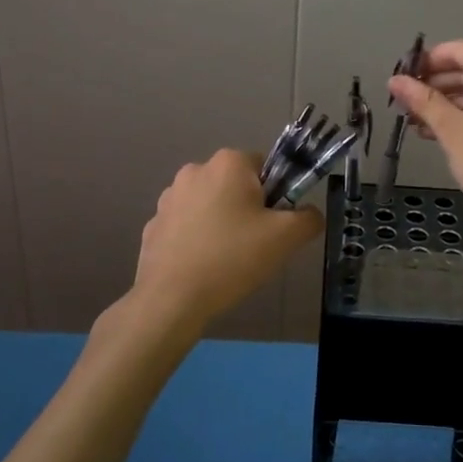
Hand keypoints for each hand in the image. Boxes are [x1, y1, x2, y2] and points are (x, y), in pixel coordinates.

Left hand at [130, 149, 322, 329]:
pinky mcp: (153, 224)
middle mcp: (195, 169)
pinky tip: (201, 267)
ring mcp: (169, 197)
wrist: (171, 298)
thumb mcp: (286, 238)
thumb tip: (309, 214)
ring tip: (226, 260)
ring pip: (210, 204)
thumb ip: (309, 218)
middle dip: (247, 209)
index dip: (275, 196)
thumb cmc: (232, 258)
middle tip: (254, 245)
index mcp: (228, 163)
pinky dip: (196, 240)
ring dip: (220, 223)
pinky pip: (186, 226)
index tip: (272, 226)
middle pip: (235, 185)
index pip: (265, 167)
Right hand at [388, 40, 462, 244]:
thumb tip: (394, 80)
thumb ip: (423, 100)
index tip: (401, 78)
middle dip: (437, 85)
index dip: (427, 61)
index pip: (461, 51)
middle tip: (405, 102)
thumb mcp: (452, 130)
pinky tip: (441, 133)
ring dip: (450, 104)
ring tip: (417, 122)